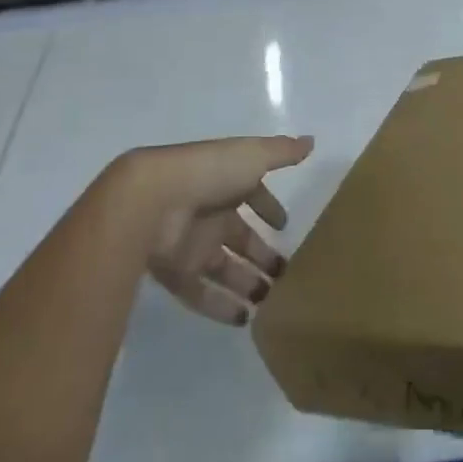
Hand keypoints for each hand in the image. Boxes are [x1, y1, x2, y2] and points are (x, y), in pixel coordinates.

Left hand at [113, 135, 312, 324]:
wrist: (152, 200)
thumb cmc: (208, 172)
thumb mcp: (252, 155)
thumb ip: (282, 152)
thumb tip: (311, 142)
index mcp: (228, 182)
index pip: (253, 195)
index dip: (268, 207)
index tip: (284, 225)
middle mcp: (211, 213)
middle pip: (241, 238)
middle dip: (263, 254)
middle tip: (288, 275)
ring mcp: (193, 244)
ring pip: (225, 268)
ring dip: (247, 283)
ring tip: (273, 302)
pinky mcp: (177, 273)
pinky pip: (202, 294)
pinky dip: (221, 307)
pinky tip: (244, 320)